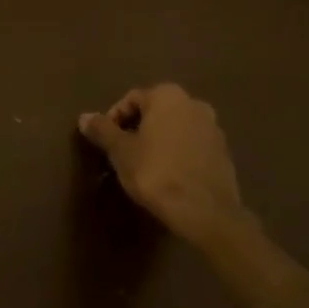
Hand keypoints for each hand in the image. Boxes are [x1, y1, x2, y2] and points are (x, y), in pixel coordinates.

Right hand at [78, 83, 258, 249]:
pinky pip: (192, 145)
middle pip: (156, 111)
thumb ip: (102, 130)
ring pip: (175, 128)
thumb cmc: (156, 173)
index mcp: (167, 96)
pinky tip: (167, 175)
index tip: (106, 142)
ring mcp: (213, 127)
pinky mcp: (224, 152)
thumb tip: (84, 117)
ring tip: (144, 165)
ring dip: (158, 141)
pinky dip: (177, 153)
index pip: (132, 99)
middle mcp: (193, 103)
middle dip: (137, 129)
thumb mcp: (120, 151)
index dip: (114, 119)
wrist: (205, 211)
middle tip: (122, 152)